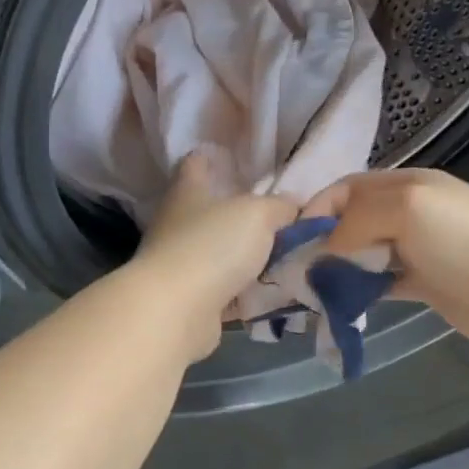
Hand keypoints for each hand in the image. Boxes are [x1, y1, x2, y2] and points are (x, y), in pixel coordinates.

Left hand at [128, 149, 299, 361]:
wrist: (175, 310)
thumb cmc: (212, 246)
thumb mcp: (258, 214)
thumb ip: (280, 206)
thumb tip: (293, 205)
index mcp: (187, 191)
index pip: (196, 163)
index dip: (215, 158)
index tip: (240, 162)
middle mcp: (177, 223)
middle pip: (210, 210)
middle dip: (240, 213)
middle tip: (280, 217)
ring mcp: (179, 262)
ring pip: (218, 252)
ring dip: (244, 256)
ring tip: (284, 256)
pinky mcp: (187, 298)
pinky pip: (222, 289)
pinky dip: (243, 291)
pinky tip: (271, 291)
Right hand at [303, 168, 468, 350]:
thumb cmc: (461, 241)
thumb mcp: (405, 208)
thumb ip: (357, 219)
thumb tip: (327, 248)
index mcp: (407, 184)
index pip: (348, 188)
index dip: (318, 208)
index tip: (293, 238)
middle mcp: (410, 211)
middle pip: (354, 220)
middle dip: (325, 239)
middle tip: (299, 267)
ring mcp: (419, 248)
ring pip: (365, 251)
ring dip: (340, 266)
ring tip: (314, 288)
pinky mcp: (424, 282)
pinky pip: (381, 281)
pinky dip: (361, 288)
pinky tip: (342, 302)